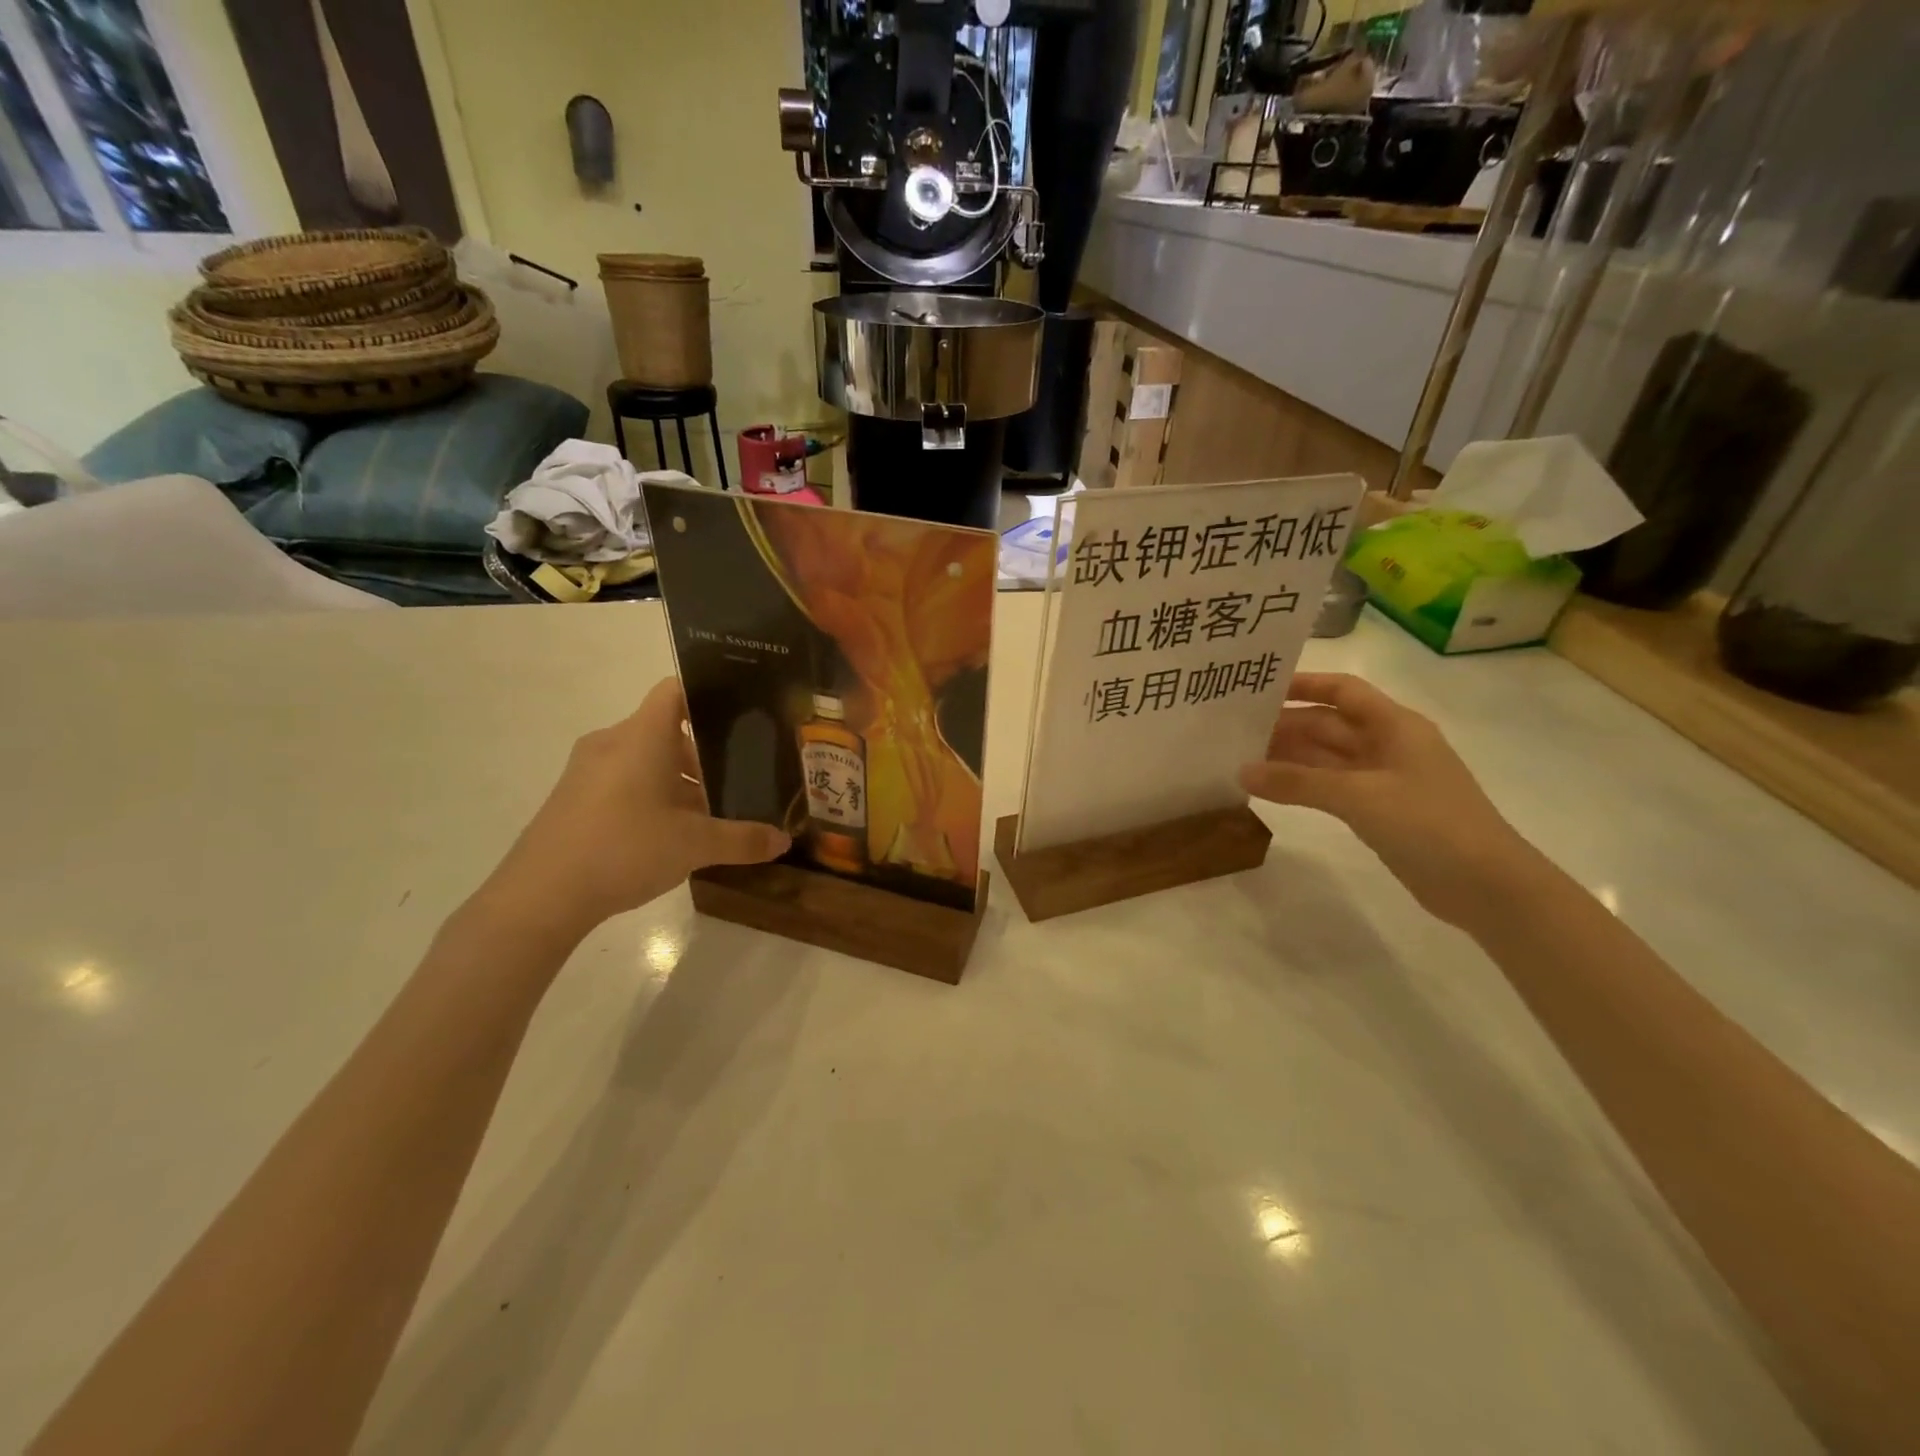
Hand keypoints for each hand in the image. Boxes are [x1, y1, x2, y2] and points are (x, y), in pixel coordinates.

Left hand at [477, 678, 790, 942]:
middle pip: (666, 730)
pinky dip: (652, 795)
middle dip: (705, 752)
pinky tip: (672, 833)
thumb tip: (783, 839)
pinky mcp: (573, 798)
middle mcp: (612, 742)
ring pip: (645, 759)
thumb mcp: (695, 845)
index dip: (709, 694)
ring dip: (679, 779)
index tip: (742, 714)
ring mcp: (587, 770)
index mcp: (642, 736)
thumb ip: (743, 839)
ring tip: (713, 810)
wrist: (540, 896)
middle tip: (742, 774)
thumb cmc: (625, 849)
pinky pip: (623, 780)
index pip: (676, 690)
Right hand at [1240, 673, 1534, 927]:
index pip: (1343, 690)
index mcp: (1395, 726)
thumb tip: (1241, 771)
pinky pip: (1331, 788)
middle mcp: (1389, 745)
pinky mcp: (1380, 811)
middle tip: (1234, 731)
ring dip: (1288, 758)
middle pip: (1328, 725)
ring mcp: (1384, 780)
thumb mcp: (1359, 796)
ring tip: (1240, 758)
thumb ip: (1297, 782)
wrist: (1488, 887)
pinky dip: (1302, 786)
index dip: (1304, 684)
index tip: (1259, 689)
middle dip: (1285, 725)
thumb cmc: (1429, 824)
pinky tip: (1271, 791)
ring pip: (1326, 758)